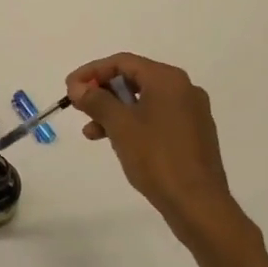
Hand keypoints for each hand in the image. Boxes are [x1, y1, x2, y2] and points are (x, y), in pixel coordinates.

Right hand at [66, 53, 255, 254]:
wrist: (197, 203)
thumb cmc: (157, 158)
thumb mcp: (120, 126)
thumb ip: (96, 100)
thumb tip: (78, 87)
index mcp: (168, 80)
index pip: (122, 62)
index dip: (91, 72)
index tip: (70, 88)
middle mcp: (183, 89)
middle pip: (134, 79)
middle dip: (102, 92)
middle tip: (79, 107)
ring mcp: (191, 112)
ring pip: (143, 101)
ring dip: (114, 111)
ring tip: (91, 132)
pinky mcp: (192, 134)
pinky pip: (156, 117)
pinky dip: (132, 123)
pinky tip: (116, 142)